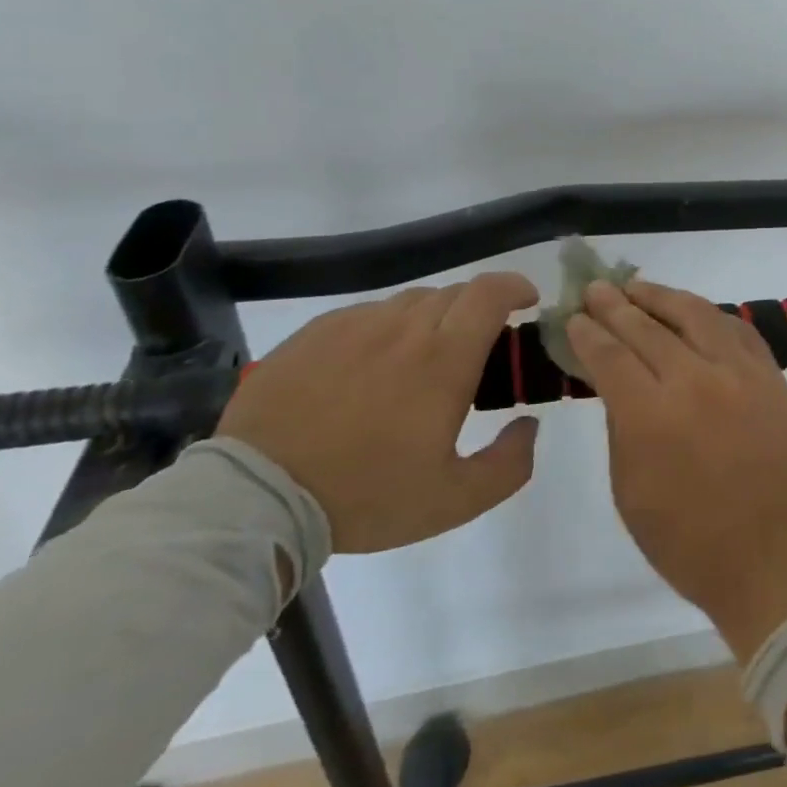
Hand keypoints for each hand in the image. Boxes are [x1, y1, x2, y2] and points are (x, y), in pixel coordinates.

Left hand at [219, 274, 540, 553]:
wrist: (256, 499)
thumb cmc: (365, 495)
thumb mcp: (453, 500)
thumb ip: (509, 464)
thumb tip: (529, 426)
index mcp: (445, 358)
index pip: (491, 292)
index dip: (516, 287)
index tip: (526, 303)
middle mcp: (404, 327)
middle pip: (456, 293)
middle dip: (478, 310)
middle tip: (477, 348)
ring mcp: (355, 325)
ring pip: (411, 302)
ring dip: (433, 319)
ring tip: (422, 359)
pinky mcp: (315, 333)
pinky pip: (367, 315)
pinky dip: (387, 329)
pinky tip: (372, 366)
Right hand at [566, 279, 786, 660]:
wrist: (771, 556)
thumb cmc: (686, 539)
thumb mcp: (629, 489)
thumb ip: (620, 422)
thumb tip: (613, 377)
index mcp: (652, 415)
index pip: (610, 355)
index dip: (588, 332)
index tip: (573, 316)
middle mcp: (696, 380)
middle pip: (647, 327)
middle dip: (616, 305)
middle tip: (596, 288)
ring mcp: (739, 372)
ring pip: (695, 314)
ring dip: (661, 297)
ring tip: (637, 287)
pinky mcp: (770, 375)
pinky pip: (735, 328)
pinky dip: (708, 315)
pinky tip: (691, 311)